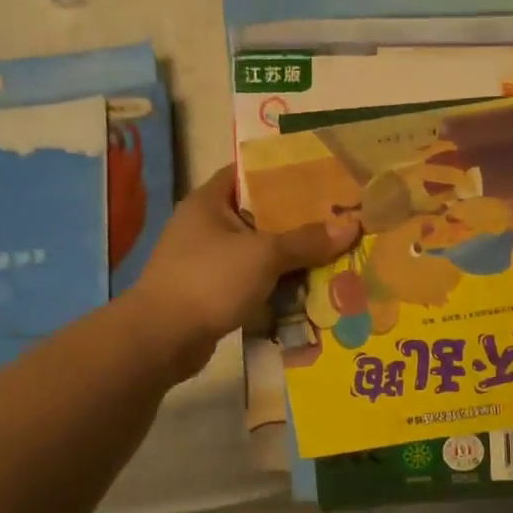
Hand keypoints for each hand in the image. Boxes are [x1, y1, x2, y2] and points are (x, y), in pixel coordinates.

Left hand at [128, 166, 360, 379]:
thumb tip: (351, 226)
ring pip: (258, 252)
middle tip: (338, 221)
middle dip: (297, 222)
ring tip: (333, 256)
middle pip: (259, 216)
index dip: (283, 173)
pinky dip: (275, 285)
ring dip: (289, 259)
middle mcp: (205, 226)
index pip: (249, 174)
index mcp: (209, 202)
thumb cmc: (209, 281)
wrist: (161, 339)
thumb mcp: (263, 255)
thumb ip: (306, 241)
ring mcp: (206, 261)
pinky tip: (307, 291)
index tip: (321, 178)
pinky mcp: (211, 292)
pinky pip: (251, 281)